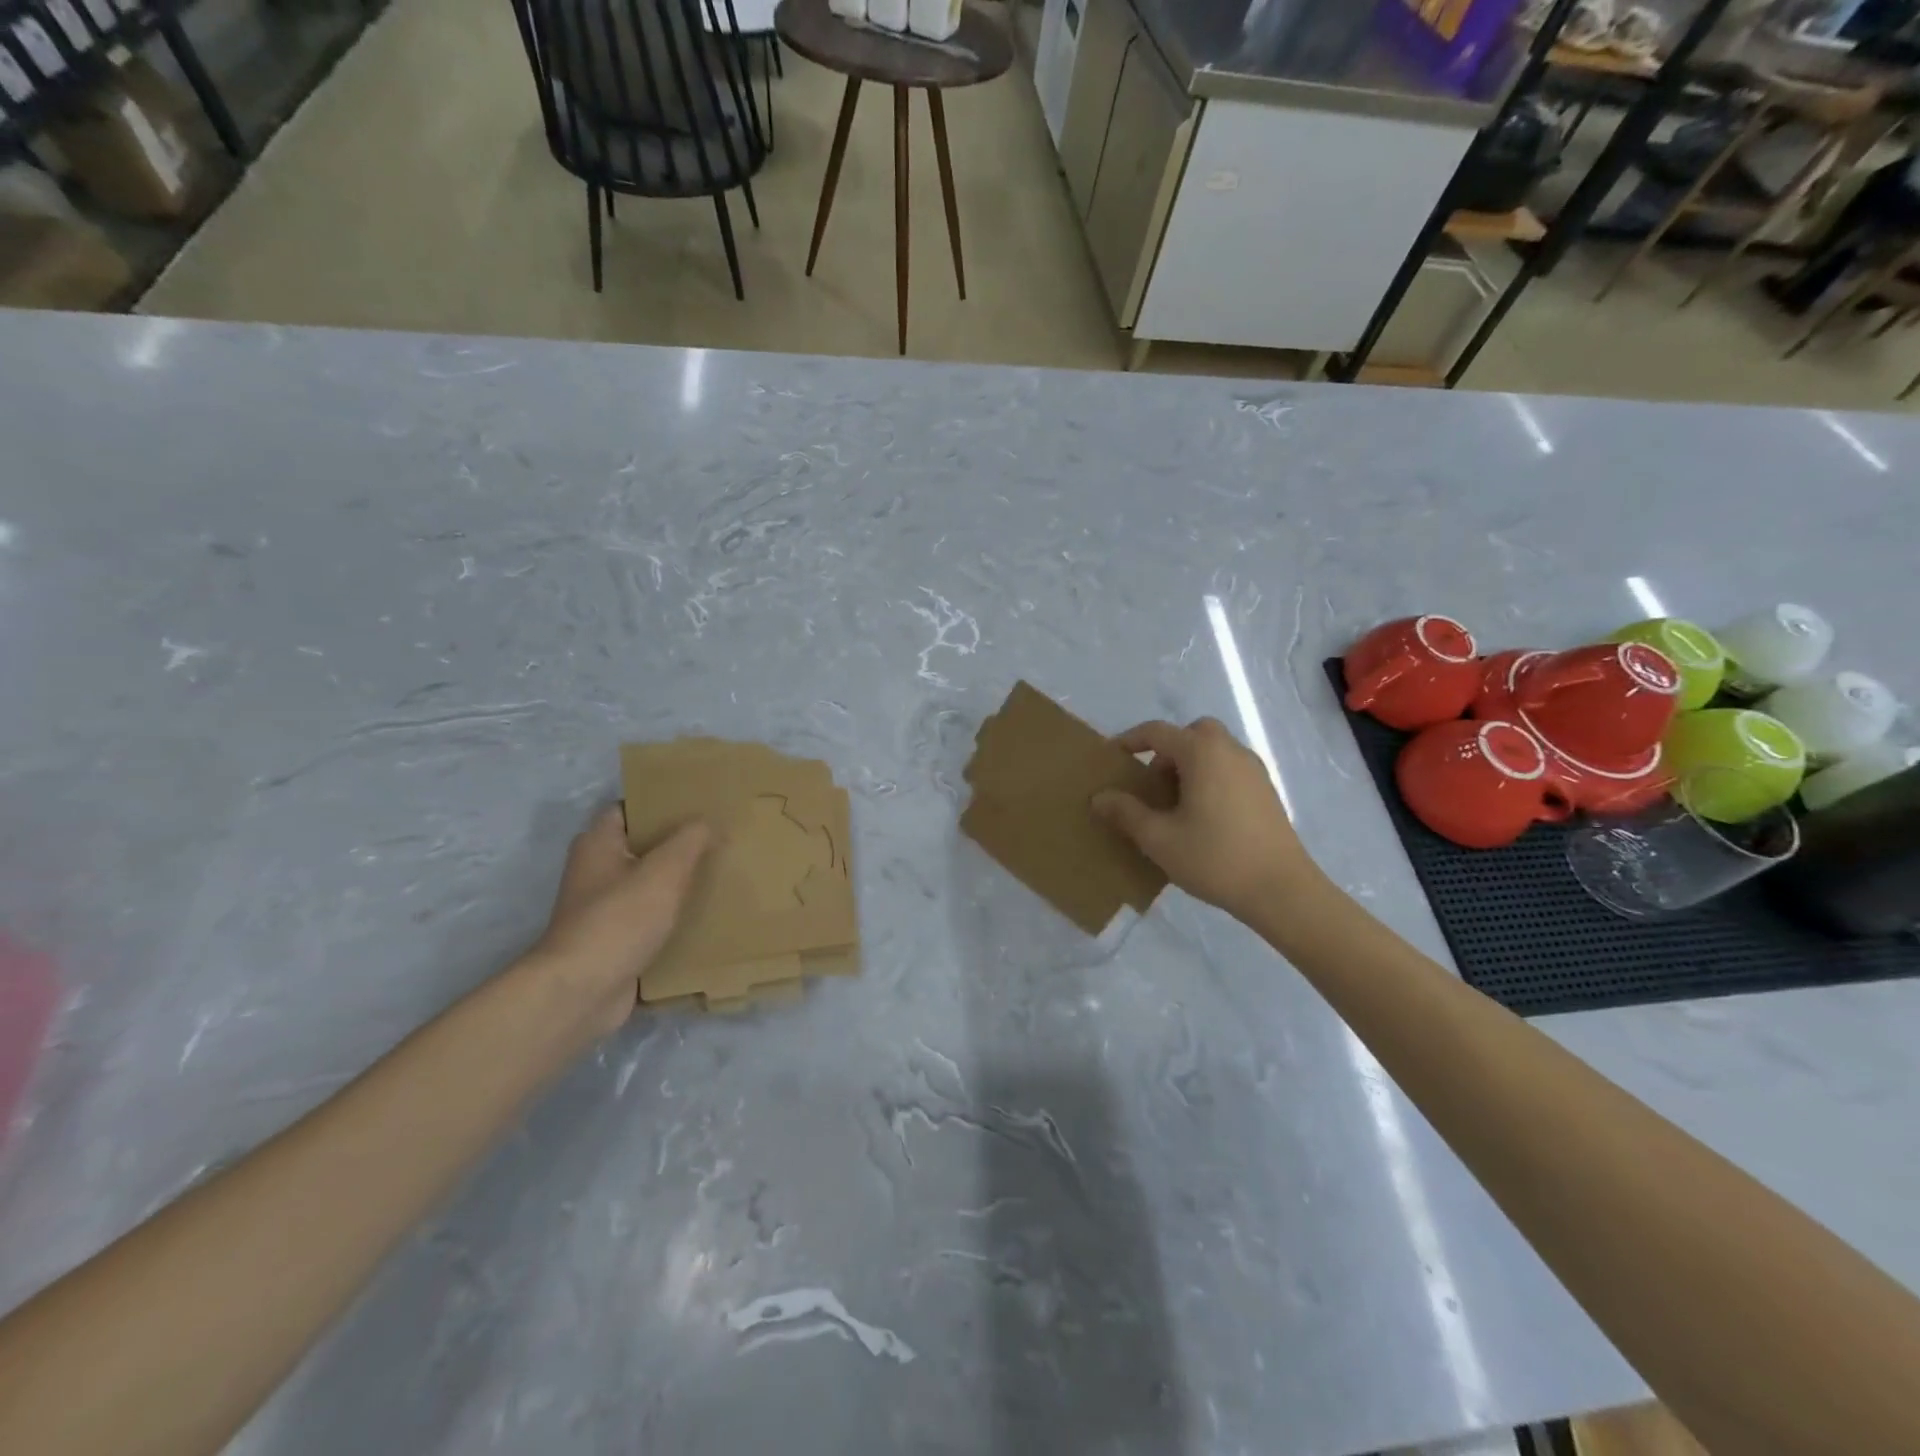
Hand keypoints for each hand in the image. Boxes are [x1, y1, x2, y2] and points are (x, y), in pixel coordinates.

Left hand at [525, 806, 712, 1036]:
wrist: (582, 992)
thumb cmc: (620, 919)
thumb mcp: (665, 870)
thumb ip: (691, 839)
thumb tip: (709, 822)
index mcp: (598, 844)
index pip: (630, 808)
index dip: (662, 802)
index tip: (699, 804)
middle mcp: (595, 872)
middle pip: (642, 846)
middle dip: (678, 844)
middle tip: (719, 838)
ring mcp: (602, 909)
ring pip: (648, 885)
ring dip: (678, 882)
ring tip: (720, 874)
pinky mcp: (614, 941)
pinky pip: (650, 919)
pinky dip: (673, 916)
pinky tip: (705, 916)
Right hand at [1092, 718, 1322, 920]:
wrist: (1281, 890)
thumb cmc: (1214, 858)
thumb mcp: (1158, 839)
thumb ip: (1126, 813)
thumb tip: (1099, 797)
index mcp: (1202, 753)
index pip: (1157, 732)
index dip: (1130, 740)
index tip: (1112, 757)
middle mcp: (1230, 751)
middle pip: (1192, 733)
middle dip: (1168, 750)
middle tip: (1153, 783)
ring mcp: (1254, 770)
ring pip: (1214, 750)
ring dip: (1190, 765)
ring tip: (1175, 804)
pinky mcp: (1266, 791)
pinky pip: (1230, 769)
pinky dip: (1210, 777)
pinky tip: (1203, 817)